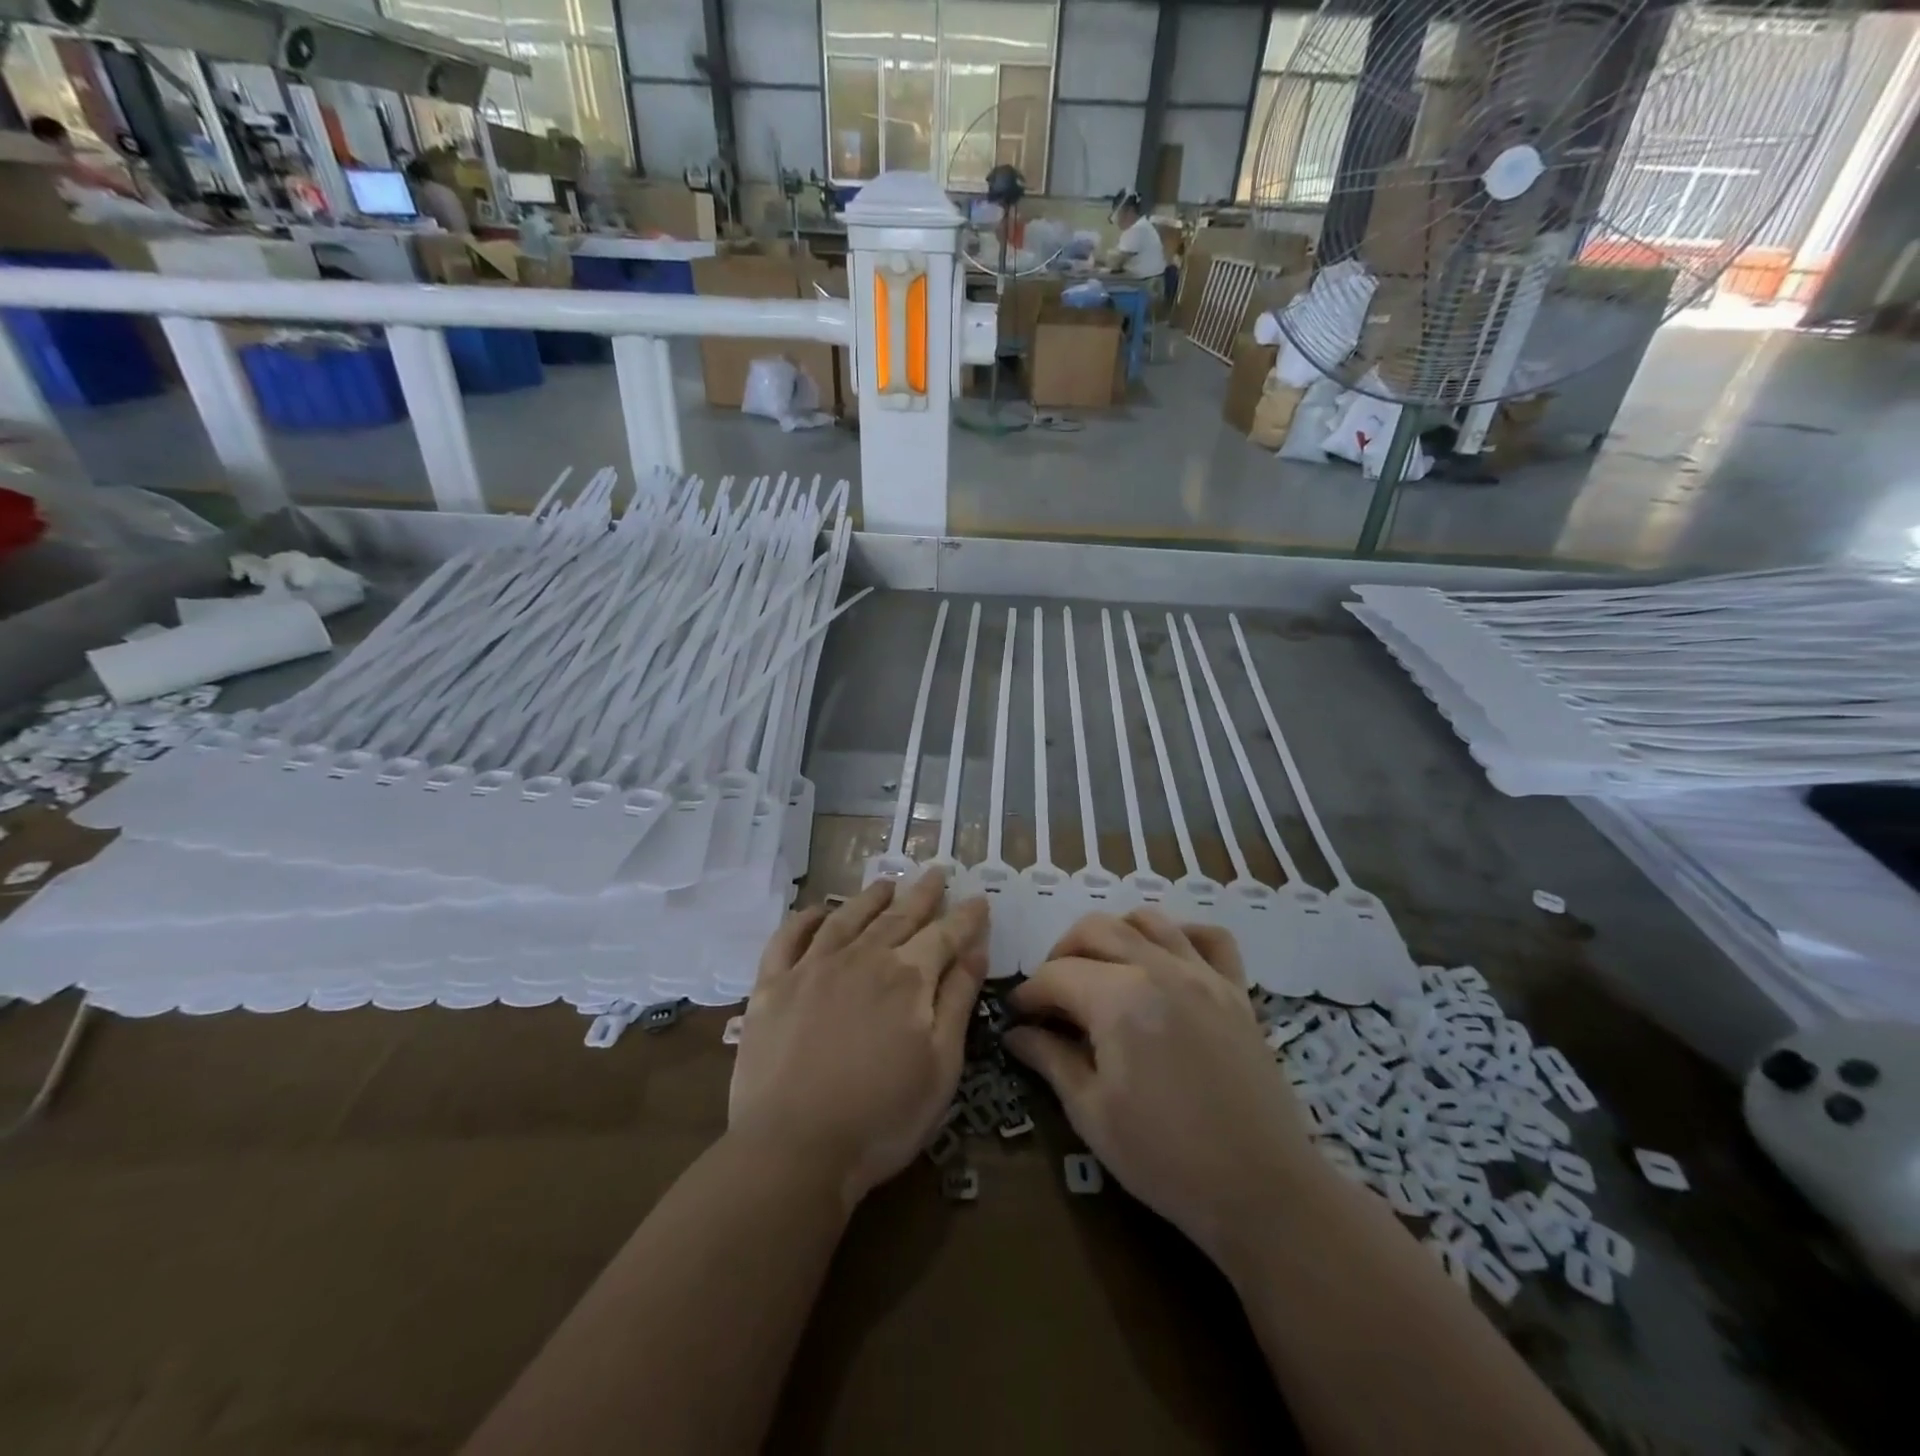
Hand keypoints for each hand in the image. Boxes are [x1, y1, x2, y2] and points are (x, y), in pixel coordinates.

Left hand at [729, 872, 988, 1207]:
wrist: (793, 1149)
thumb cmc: (882, 1117)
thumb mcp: (941, 1065)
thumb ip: (959, 1000)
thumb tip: (975, 949)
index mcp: (907, 978)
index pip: (945, 935)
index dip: (965, 916)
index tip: (978, 898)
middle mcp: (862, 958)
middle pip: (898, 915)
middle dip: (923, 892)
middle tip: (936, 870)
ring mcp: (812, 968)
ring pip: (847, 917)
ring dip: (871, 896)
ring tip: (886, 882)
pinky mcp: (772, 986)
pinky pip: (788, 938)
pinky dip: (805, 918)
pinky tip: (817, 910)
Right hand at [1005, 910, 1317, 1263]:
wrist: (1263, 1192)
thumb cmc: (1166, 1159)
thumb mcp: (1092, 1113)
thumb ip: (1050, 1059)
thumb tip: (1015, 1032)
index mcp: (1119, 999)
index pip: (1057, 975)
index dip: (1029, 993)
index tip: (1017, 1016)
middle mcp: (1160, 969)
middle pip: (1096, 929)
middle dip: (1062, 953)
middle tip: (1052, 993)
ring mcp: (1203, 974)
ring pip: (1148, 919)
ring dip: (1114, 933)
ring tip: (1101, 970)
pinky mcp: (1236, 991)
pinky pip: (1210, 937)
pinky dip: (1181, 934)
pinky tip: (1166, 959)